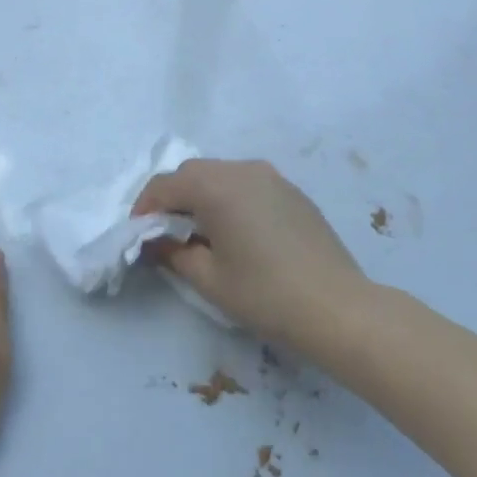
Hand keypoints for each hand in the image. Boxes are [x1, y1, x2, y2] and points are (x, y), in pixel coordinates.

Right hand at [132, 158, 369, 349]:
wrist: (337, 307)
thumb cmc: (264, 294)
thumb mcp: (209, 279)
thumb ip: (174, 252)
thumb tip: (158, 241)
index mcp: (216, 186)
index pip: (165, 184)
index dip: (145, 207)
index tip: (140, 234)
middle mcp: (243, 169)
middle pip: (194, 172)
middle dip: (173, 197)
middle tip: (166, 232)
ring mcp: (272, 177)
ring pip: (222, 174)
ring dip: (202, 195)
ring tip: (200, 231)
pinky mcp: (292, 191)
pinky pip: (248, 183)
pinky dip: (230, 198)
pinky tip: (236, 230)